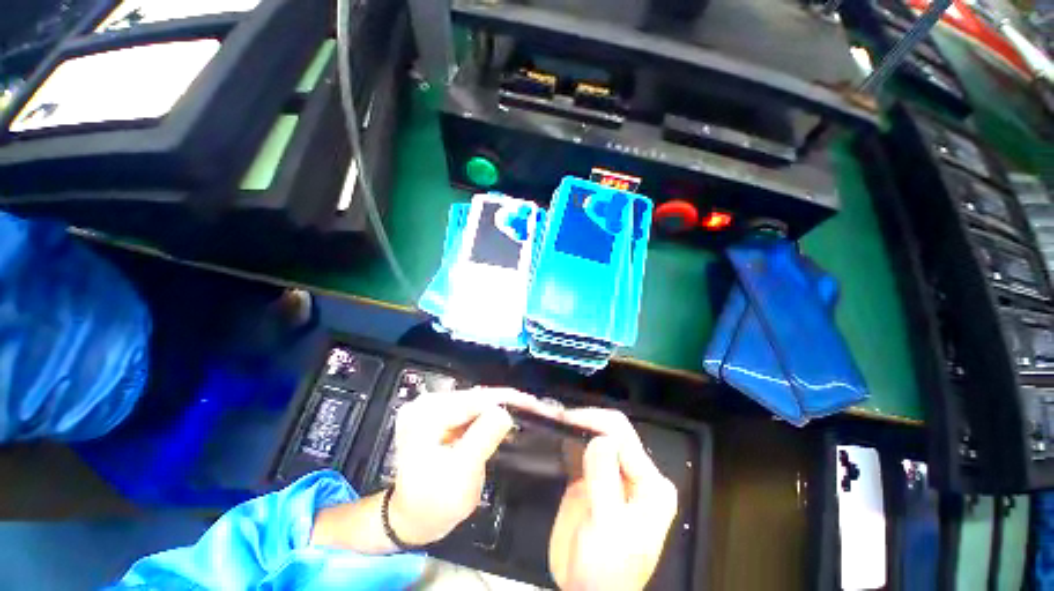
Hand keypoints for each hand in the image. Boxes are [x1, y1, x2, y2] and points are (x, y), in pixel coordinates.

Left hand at [387, 387, 554, 545]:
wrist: (410, 520)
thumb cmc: (433, 504)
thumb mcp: (460, 474)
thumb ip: (483, 438)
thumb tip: (505, 411)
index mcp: (427, 414)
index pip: (477, 398)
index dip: (510, 399)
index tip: (536, 406)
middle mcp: (428, 403)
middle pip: (478, 397)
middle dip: (508, 402)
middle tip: (537, 409)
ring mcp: (433, 408)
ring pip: (478, 402)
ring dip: (502, 407)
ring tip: (528, 411)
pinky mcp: (440, 416)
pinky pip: (472, 410)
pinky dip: (491, 415)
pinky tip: (507, 419)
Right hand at [548, 408, 677, 590]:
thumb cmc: (605, 570)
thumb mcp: (608, 527)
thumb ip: (606, 480)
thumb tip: (600, 438)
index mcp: (650, 484)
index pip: (623, 437)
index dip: (595, 422)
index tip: (565, 419)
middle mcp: (635, 474)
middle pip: (612, 433)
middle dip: (585, 421)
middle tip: (557, 417)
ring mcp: (613, 476)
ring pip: (596, 438)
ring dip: (576, 428)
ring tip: (554, 421)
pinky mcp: (593, 480)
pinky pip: (583, 451)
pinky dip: (570, 441)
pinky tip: (556, 436)